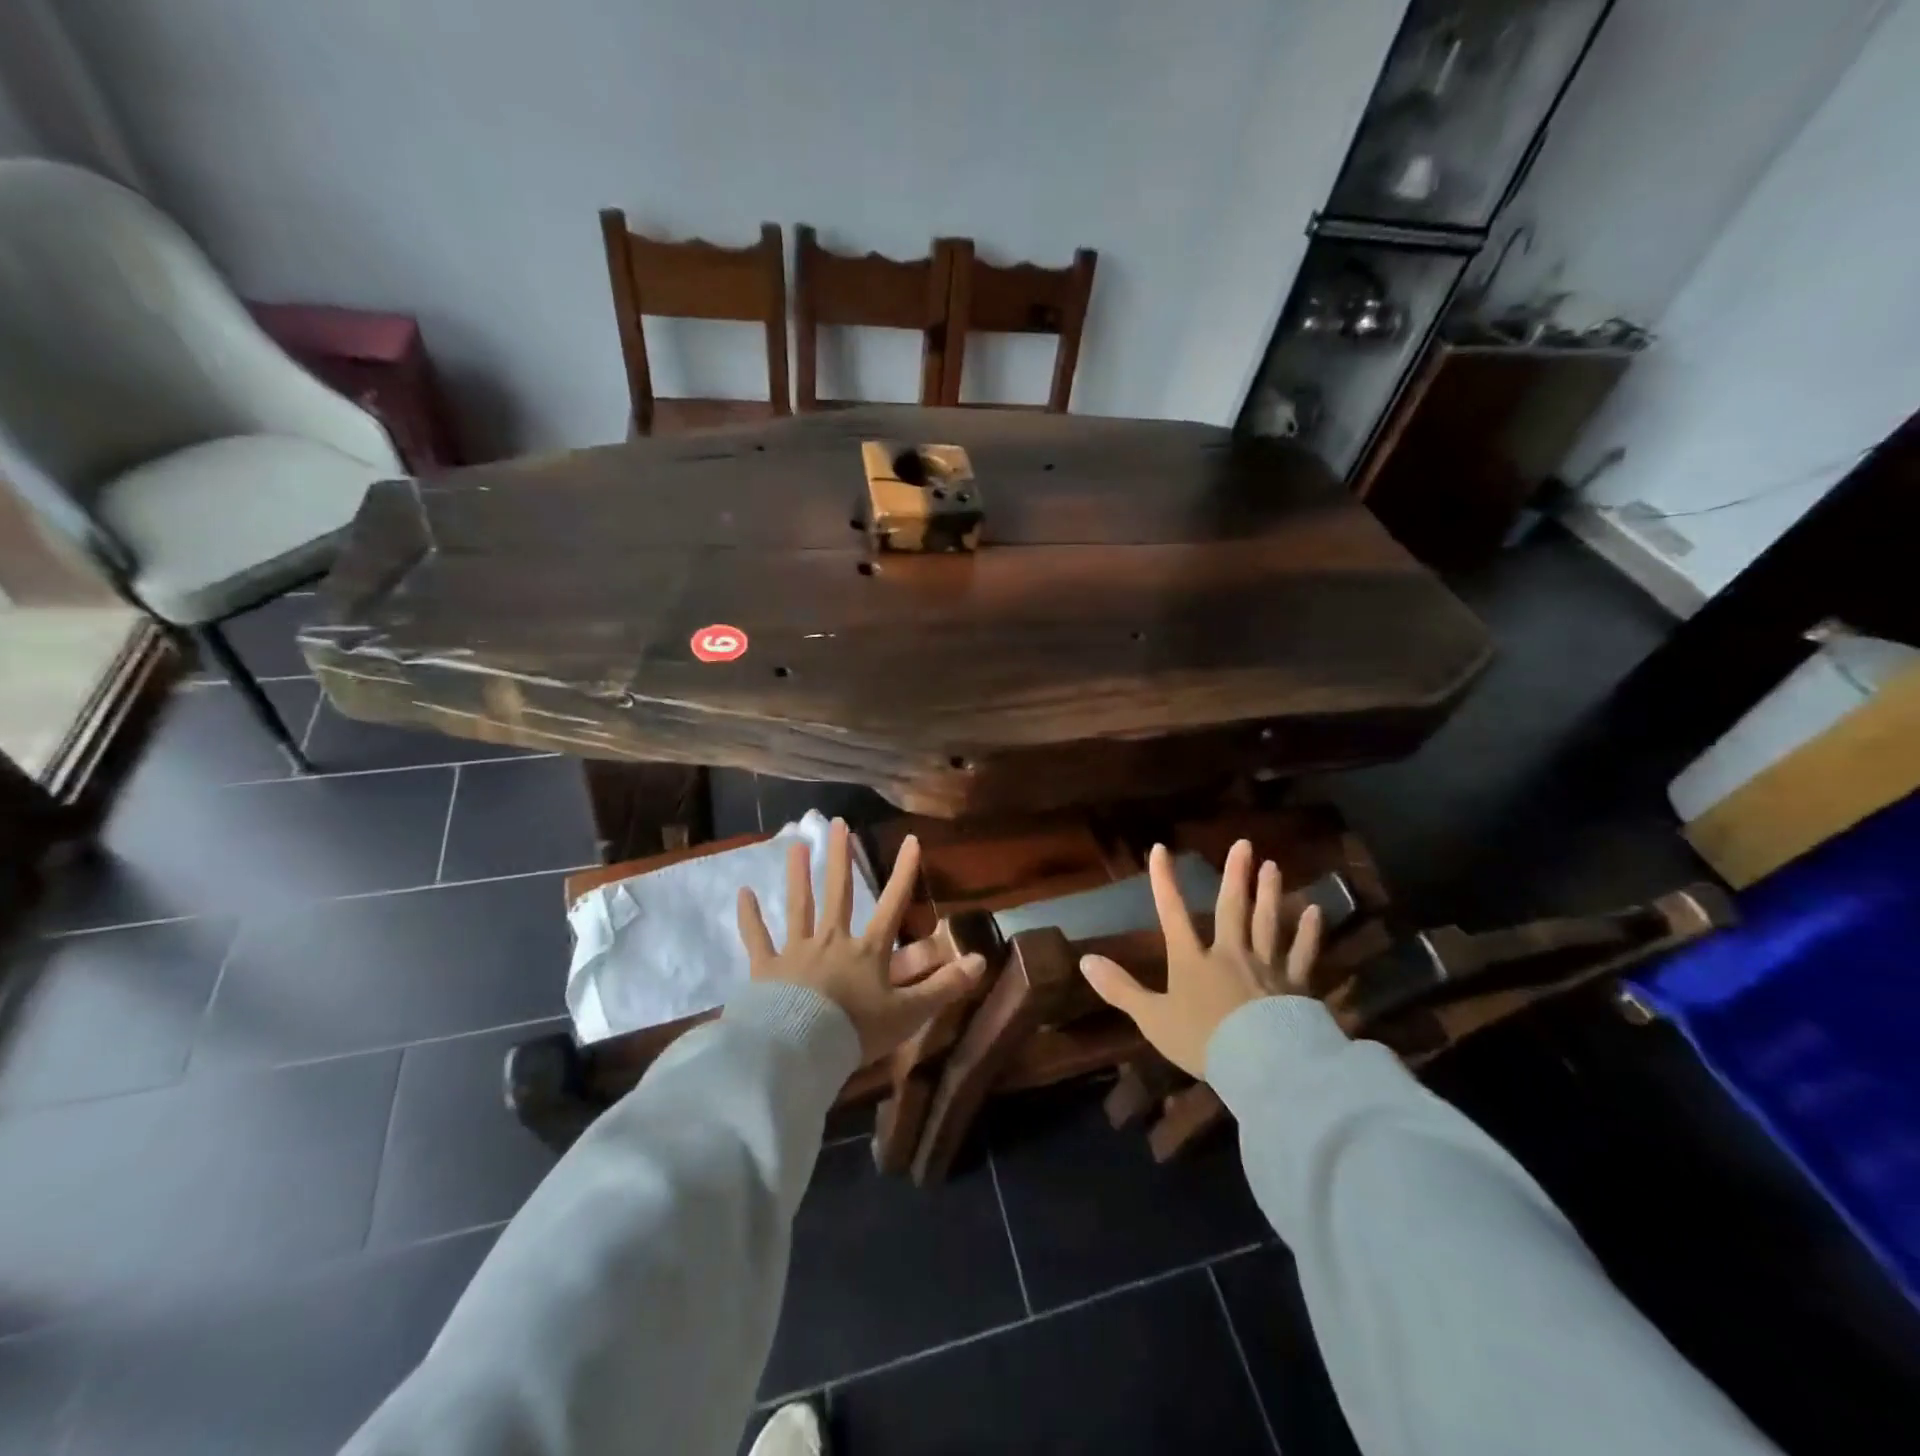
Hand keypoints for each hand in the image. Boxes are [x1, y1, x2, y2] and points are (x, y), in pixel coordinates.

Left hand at [737, 819, 985, 1065]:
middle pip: (839, 893)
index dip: (904, 872)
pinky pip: (757, 938)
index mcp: (867, 951)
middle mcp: (832, 941)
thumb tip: (982, 960)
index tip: (910, 839)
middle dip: (840, 858)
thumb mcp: (909, 1013)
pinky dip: (749, 916)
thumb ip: (944, 987)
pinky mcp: (767, 968)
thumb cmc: (856, 1031)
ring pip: (799, 905)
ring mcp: (797, 951)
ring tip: (796, 845)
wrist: (800, 1051)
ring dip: (798, 874)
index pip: (892, 904)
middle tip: (837, 823)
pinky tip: (742, 892)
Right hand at [1079, 840, 1321, 1077]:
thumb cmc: (1203, 1041)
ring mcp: (1266, 967)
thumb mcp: (1152, 1018)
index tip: (1161, 849)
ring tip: (1273, 866)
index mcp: (1192, 960)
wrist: (1261, 1066)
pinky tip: (1314, 910)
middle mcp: (1230, 953)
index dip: (1164, 881)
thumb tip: (1084, 960)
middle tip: (1243, 844)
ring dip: (1269, 893)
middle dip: (1235, 875)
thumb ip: (1120, 988)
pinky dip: (1309, 932)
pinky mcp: (1296, 986)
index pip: (1172, 913)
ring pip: (1267, 923)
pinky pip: (1303, 953)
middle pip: (1232, 908)